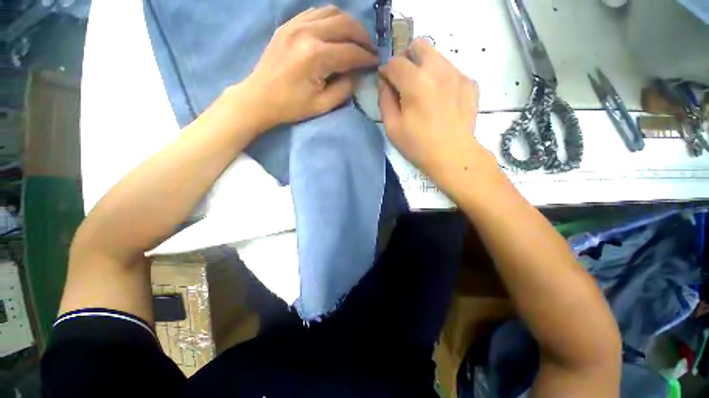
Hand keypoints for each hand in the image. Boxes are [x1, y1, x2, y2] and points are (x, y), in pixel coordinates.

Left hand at [242, 6, 378, 129]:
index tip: (376, 62)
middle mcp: (307, 33)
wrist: (259, 98)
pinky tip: (337, 31)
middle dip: (363, 37)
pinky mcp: (289, 24)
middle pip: (345, 25)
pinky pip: (316, 12)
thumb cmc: (291, 106)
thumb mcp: (322, 105)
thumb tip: (355, 74)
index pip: (351, 52)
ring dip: (349, 24)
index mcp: (316, 56)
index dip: (366, 57)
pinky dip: (332, 19)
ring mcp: (296, 24)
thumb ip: (344, 89)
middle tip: (370, 49)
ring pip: (332, 12)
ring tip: (357, 39)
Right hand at [379, 39, 490, 188]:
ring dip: (424, 68)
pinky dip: (441, 79)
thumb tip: (384, 82)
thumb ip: (385, 100)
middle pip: (419, 45)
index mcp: (416, 83)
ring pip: (436, 56)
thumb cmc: (418, 146)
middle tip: (405, 81)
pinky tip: (441, 100)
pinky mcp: (470, 83)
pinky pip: (451, 71)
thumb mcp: (392, 128)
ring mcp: (457, 74)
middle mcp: (438, 70)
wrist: (453, 156)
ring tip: (423, 93)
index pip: (395, 62)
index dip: (386, 71)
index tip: (386, 83)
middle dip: (407, 59)